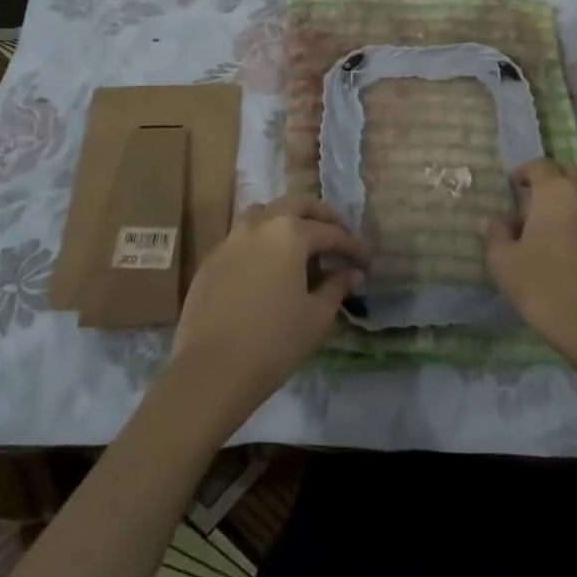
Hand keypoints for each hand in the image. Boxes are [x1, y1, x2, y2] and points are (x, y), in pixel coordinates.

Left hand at [169, 196, 369, 426]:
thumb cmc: (273, 342)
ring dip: (288, 220)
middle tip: (339, 234)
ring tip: (302, 243)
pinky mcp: (211, 260)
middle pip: (297, 205)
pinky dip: (263, 241)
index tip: (366, 260)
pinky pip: (243, 238)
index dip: (352, 245)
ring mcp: (231, 240)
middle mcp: (259, 225)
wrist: (210, 371)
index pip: (330, 232)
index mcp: (289, 233)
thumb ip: (337, 287)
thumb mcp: (317, 317)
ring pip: (265, 214)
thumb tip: (351, 273)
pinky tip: (269, 267)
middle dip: (322, 216)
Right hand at [480, 159, 576, 374]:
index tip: (510, 187)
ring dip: (565, 199)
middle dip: (548, 180)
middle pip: (567, 173)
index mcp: (556, 191)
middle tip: (528, 202)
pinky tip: (563, 246)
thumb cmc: (544, 287)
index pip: (540, 165)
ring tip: (544, 226)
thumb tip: (489, 219)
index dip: (523, 172)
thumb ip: (495, 234)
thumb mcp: (504, 262)